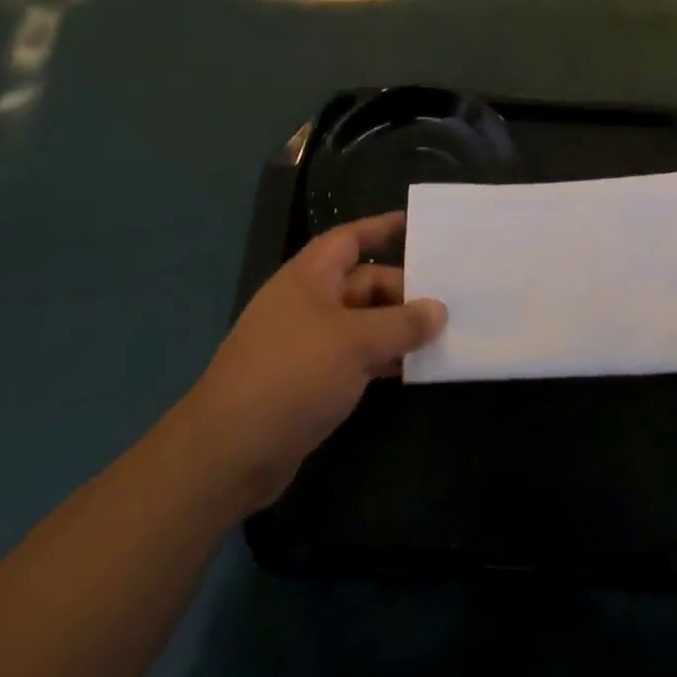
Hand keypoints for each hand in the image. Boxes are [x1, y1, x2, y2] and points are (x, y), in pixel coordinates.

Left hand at [190, 212, 445, 514]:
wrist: (229, 453)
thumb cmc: (293, 375)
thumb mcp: (356, 342)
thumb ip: (402, 324)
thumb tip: (440, 310)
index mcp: (309, 278)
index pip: (349, 239)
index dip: (380, 228)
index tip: (414, 224)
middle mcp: (307, 304)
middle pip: (362, 284)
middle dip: (402, 290)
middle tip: (446, 299)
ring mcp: (306, 344)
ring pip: (362, 323)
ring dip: (396, 328)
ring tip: (441, 333)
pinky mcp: (309, 381)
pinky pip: (354, 357)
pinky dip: (381, 358)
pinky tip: (411, 369)